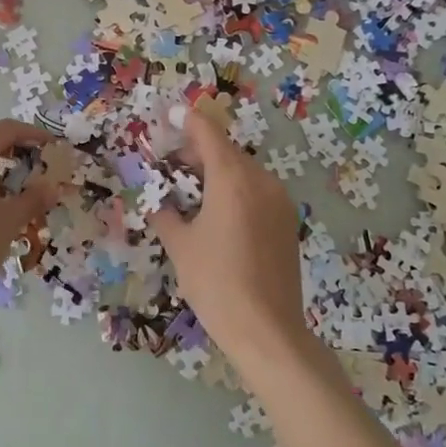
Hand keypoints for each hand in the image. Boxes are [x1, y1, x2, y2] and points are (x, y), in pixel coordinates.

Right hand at [150, 110, 309, 371]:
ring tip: (191, 191)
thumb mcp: (180, 246)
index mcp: (233, 180)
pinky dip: (235, 190)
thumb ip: (165, 214)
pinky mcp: (287, 222)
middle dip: (198, 150)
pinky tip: (216, 213)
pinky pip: (257, 191)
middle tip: (170, 163)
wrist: (266, 330)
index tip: (169, 116)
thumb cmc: (216, 283)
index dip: (187, 121)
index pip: (208, 133)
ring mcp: (280, 202)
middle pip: (227, 151)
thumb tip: (158, 203)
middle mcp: (261, 181)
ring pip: (244, 171)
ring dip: (217, 171)